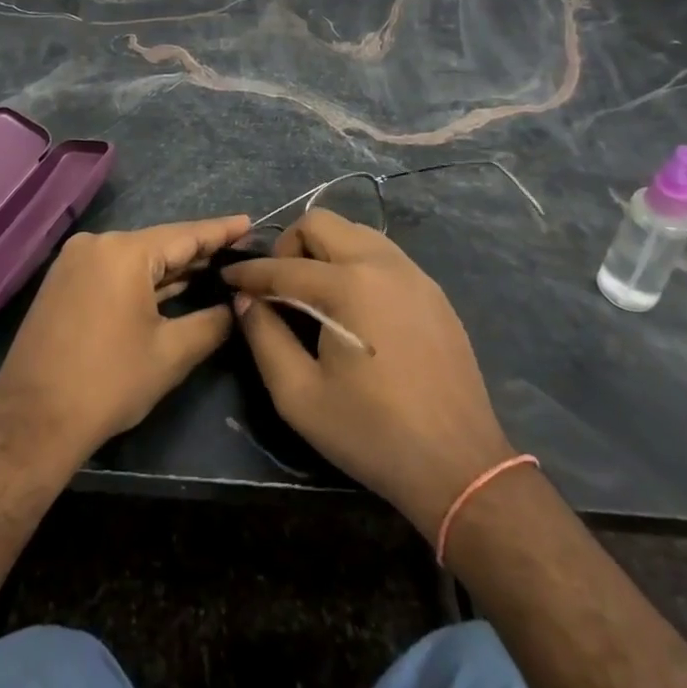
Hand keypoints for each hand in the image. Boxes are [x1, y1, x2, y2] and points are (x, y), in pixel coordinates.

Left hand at [0, 214, 250, 466]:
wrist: (32, 421)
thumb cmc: (108, 383)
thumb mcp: (171, 354)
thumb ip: (211, 323)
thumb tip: (235, 308)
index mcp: (124, 252)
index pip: (185, 235)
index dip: (220, 231)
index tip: (248, 222)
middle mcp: (97, 244)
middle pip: (158, 243)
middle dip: (197, 251)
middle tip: (237, 251)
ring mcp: (75, 261)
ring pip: (135, 258)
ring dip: (169, 268)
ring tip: (211, 267)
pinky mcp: (62, 282)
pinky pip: (113, 270)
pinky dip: (141, 279)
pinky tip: (170, 286)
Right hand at [225, 210, 516, 540]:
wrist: (459, 465)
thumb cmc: (371, 433)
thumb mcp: (300, 396)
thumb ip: (264, 338)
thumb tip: (246, 300)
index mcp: (348, 285)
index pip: (283, 265)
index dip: (249, 272)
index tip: (227, 278)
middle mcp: (381, 263)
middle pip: (321, 222)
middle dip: (289, 245)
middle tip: (277, 284)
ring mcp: (413, 272)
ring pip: (355, 232)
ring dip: (325, 249)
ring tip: (313, 291)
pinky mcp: (432, 290)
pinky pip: (383, 254)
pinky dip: (356, 263)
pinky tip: (353, 305)